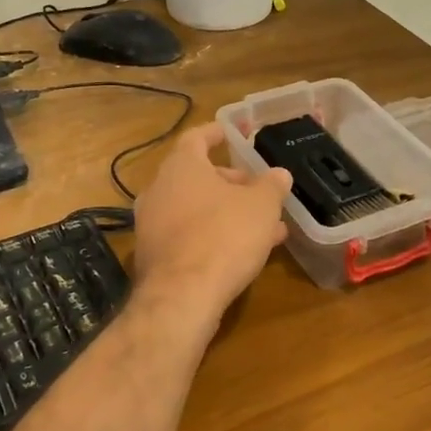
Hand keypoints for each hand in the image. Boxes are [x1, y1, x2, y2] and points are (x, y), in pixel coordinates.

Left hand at [131, 123, 291, 321]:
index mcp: (181, 167)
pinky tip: (243, 252)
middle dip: (230, 182)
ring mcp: (152, 225)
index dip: (217, 133)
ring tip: (264, 226)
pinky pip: (190, 236)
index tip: (233, 133)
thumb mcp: (261, 206)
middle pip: (197, 176)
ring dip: (228, 213)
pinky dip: (214, 236)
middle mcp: (159, 190)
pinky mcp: (155, 257)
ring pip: (196, 209)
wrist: (182, 297)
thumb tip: (279, 174)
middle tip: (258, 191)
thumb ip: (271, 185)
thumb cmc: (224, 236)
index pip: (197, 138)